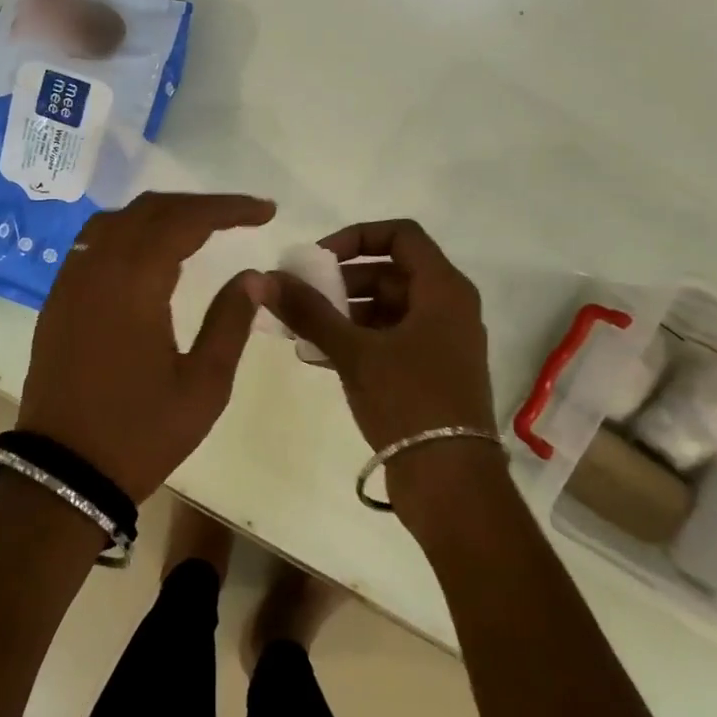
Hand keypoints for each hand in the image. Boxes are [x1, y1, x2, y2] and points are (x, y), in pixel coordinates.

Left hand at [18, 192, 275, 501]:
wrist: (64, 474)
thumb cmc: (141, 433)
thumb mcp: (204, 385)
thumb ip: (231, 322)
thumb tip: (252, 276)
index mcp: (134, 284)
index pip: (185, 220)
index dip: (228, 209)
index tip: (265, 211)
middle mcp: (97, 269)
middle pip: (150, 210)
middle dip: (198, 205)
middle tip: (240, 216)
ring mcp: (70, 282)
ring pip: (116, 220)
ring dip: (161, 214)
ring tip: (199, 227)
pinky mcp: (57, 300)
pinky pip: (93, 242)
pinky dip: (129, 231)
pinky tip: (150, 252)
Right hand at [266, 219, 495, 453]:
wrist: (451, 481)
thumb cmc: (409, 401)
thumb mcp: (354, 351)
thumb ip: (309, 311)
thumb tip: (265, 278)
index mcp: (443, 289)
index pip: (400, 235)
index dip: (356, 237)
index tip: (319, 259)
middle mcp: (448, 307)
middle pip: (389, 273)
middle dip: (340, 282)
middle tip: (300, 297)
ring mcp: (440, 342)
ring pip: (385, 309)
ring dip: (342, 314)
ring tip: (300, 331)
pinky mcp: (429, 372)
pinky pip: (388, 340)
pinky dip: (355, 340)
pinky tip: (316, 356)